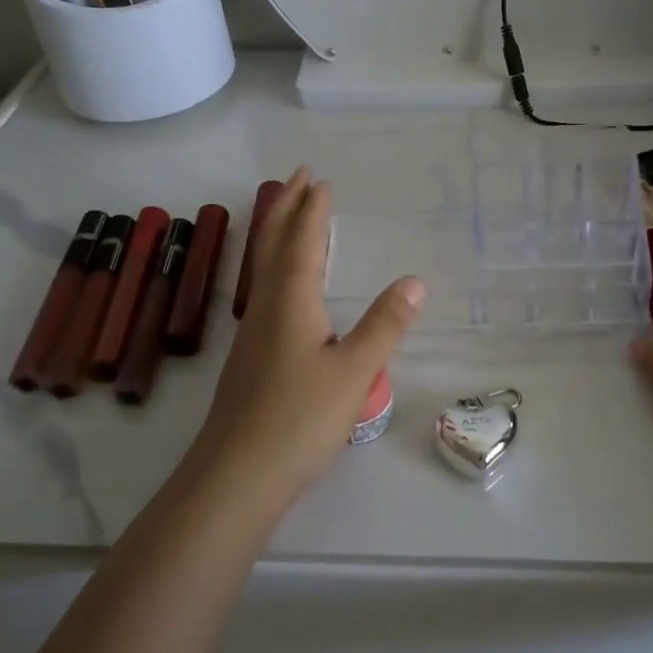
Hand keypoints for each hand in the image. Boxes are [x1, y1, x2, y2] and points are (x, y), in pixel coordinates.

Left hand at [188, 169, 425, 509]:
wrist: (236, 476)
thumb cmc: (299, 419)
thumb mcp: (355, 371)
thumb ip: (385, 325)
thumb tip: (415, 281)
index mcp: (291, 301)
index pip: (303, 241)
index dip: (312, 209)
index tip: (320, 180)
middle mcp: (267, 306)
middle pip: (274, 244)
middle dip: (286, 207)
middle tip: (298, 177)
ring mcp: (253, 332)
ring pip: (265, 267)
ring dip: (278, 233)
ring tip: (291, 217)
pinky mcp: (251, 356)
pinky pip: (266, 290)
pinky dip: (277, 266)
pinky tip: (286, 287)